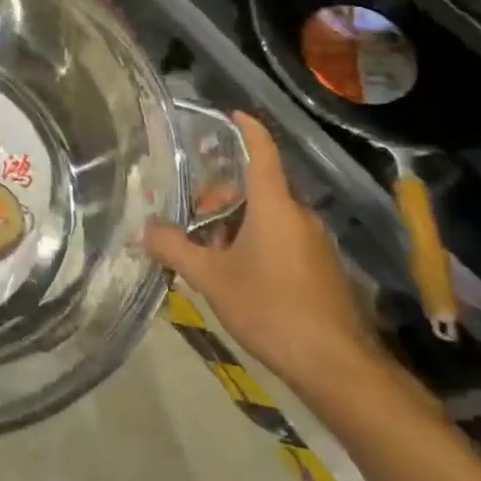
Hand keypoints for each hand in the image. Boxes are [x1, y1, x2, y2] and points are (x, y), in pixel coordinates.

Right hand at [144, 111, 385, 400]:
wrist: (337, 366)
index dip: (247, 129)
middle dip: (221, 196)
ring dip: (235, 225)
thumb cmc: (272, 308)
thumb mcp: (211, 278)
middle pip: (257, 189)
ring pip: (268, 218)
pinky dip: (255, 244)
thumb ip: (174, 249)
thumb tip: (143, 229)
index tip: (232, 113)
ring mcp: (314, 244)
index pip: (262, 152)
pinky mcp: (322, 270)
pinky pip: (282, 241)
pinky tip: (235, 275)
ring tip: (205, 251)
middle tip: (190, 215)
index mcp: (275, 205)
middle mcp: (298, 216)